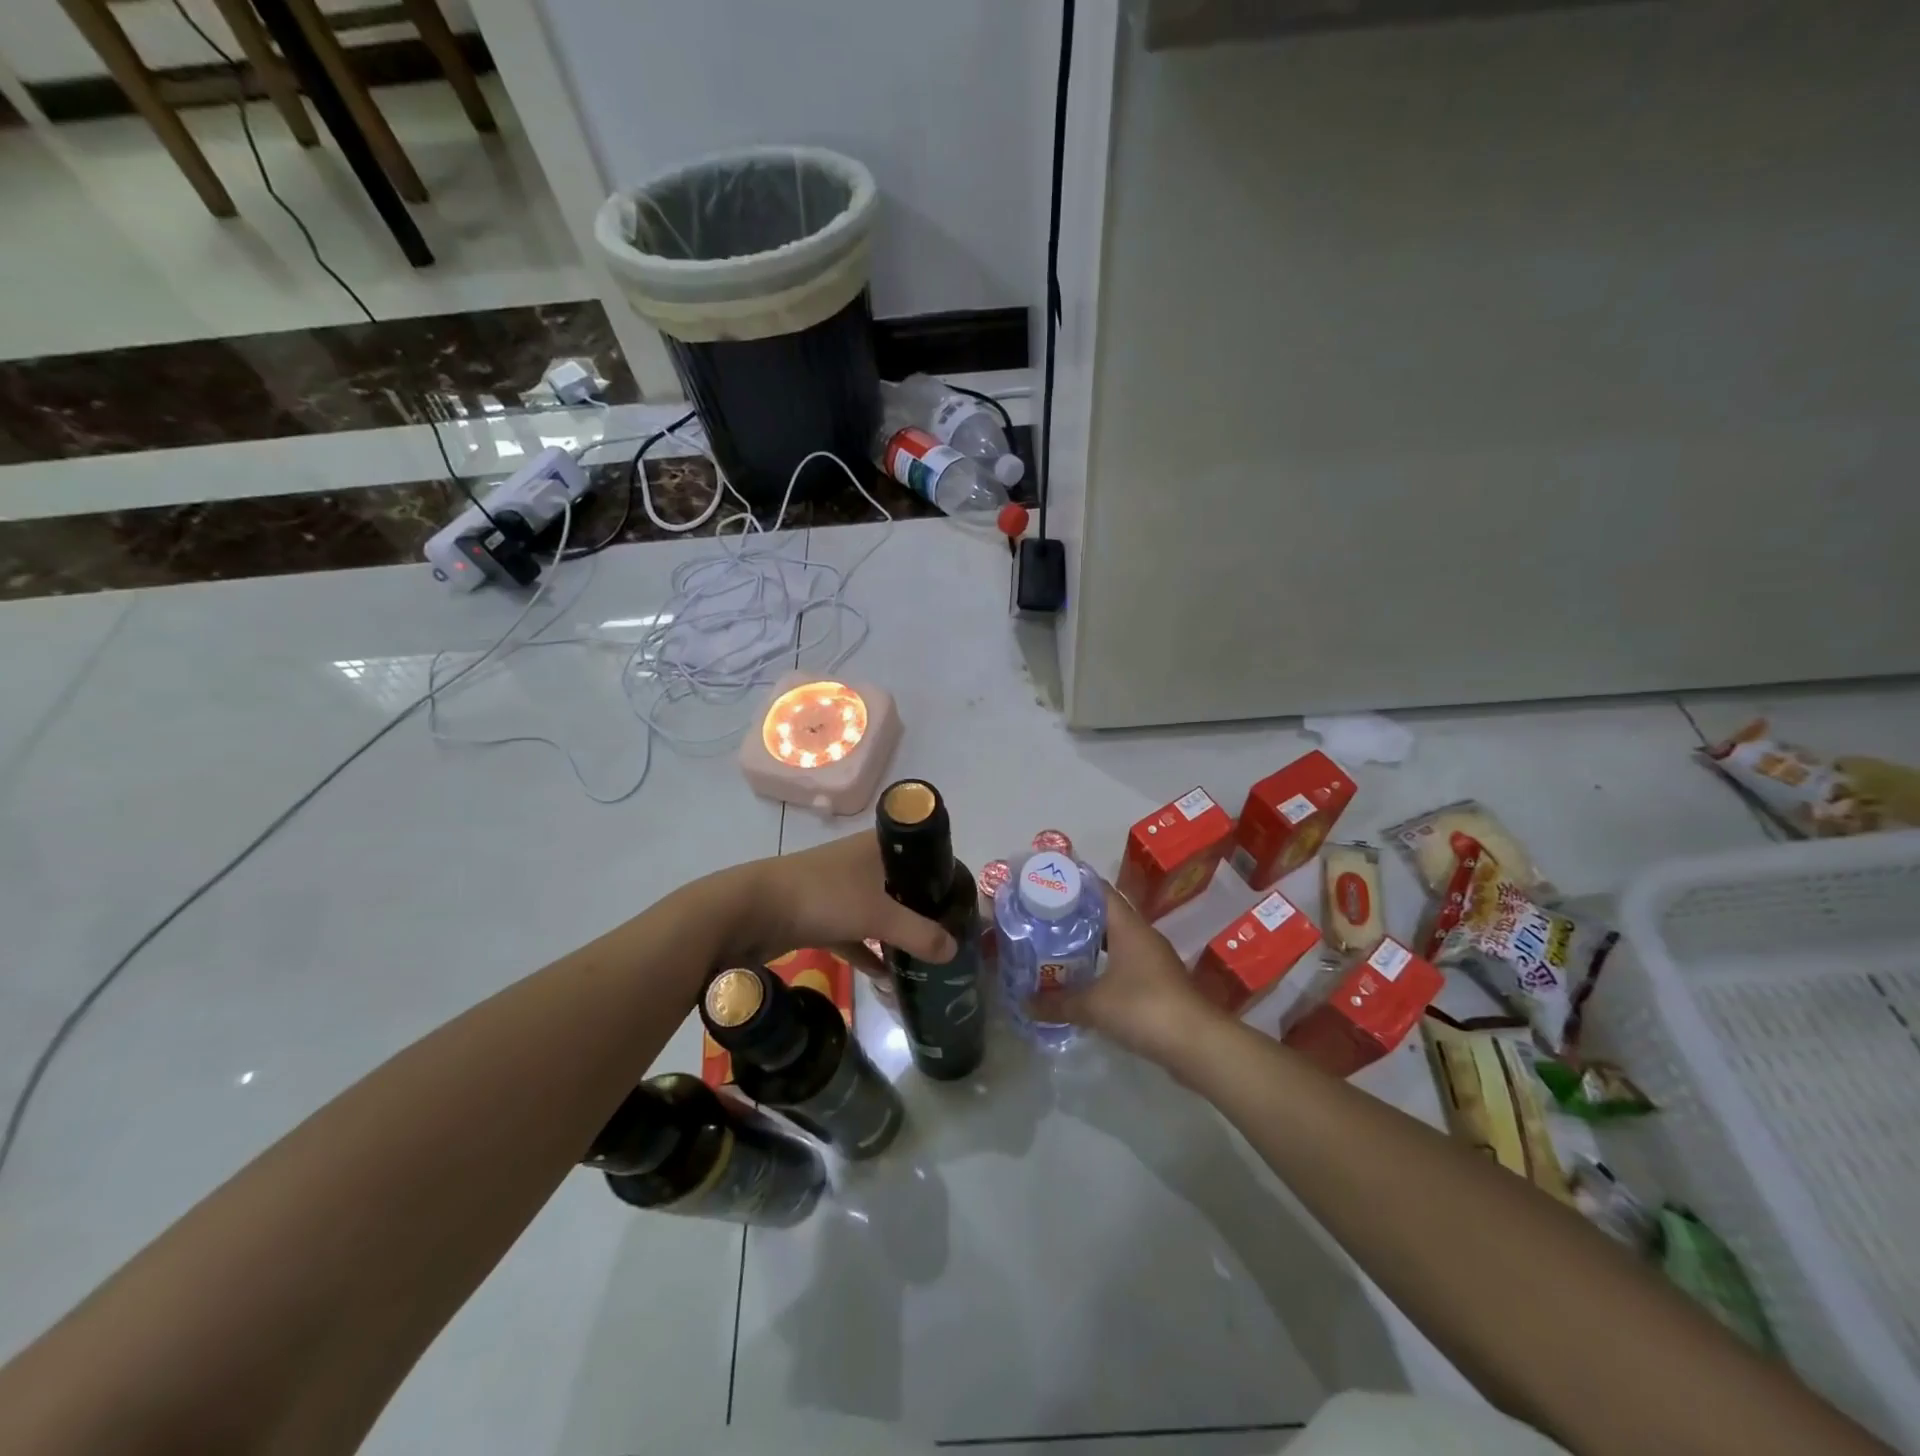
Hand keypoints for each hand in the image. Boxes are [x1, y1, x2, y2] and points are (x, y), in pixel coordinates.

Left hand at [726, 832, 956, 977]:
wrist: (752, 911)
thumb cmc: (823, 897)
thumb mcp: (878, 915)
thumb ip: (918, 933)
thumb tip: (955, 951)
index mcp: (877, 847)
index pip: (921, 852)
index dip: (943, 871)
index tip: (964, 899)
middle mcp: (860, 863)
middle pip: (901, 883)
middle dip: (923, 907)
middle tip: (951, 932)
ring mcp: (838, 890)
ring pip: (878, 910)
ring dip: (897, 931)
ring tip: (926, 955)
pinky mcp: (820, 916)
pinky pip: (854, 935)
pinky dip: (869, 952)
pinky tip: (888, 977)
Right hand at [1028, 883, 1223, 1065]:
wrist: (1197, 1044)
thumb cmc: (1144, 1008)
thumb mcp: (1093, 1006)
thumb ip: (1057, 1002)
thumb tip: (1024, 1003)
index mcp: (1128, 926)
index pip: (1099, 890)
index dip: (1072, 884)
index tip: (1045, 886)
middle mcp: (1142, 936)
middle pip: (1105, 914)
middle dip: (1075, 916)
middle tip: (1042, 919)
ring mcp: (1153, 960)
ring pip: (1115, 941)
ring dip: (1089, 943)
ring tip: (1056, 948)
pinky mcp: (1157, 984)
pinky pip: (1123, 964)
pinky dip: (1102, 966)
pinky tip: (1083, 980)